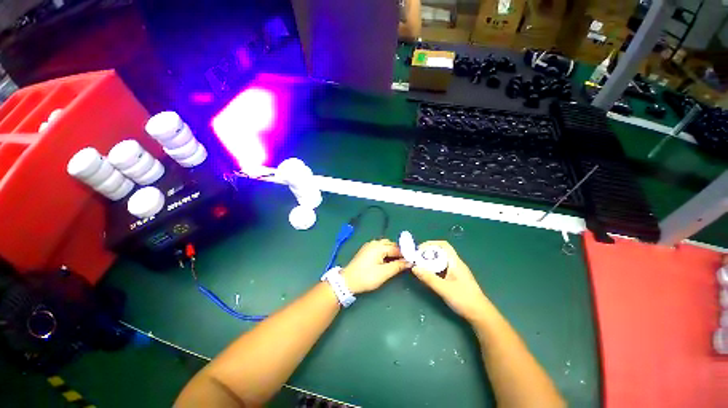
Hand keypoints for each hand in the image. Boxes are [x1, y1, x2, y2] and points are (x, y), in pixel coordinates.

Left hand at [341, 239, 409, 293]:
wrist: (348, 280)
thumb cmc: (367, 277)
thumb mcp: (384, 273)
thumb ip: (398, 266)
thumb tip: (409, 262)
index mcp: (379, 246)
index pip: (396, 248)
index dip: (405, 254)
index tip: (412, 261)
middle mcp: (374, 243)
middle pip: (390, 244)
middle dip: (398, 252)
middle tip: (404, 262)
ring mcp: (369, 245)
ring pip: (385, 245)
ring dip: (391, 251)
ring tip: (397, 262)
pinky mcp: (366, 250)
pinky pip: (379, 247)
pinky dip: (385, 252)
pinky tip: (386, 260)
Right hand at [411, 241, 489, 321]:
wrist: (480, 314)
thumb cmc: (464, 299)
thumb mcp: (443, 289)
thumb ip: (428, 278)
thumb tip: (414, 268)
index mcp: (455, 262)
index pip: (444, 245)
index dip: (431, 244)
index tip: (419, 249)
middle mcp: (456, 263)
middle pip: (441, 252)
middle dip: (427, 253)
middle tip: (416, 259)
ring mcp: (456, 271)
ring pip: (441, 260)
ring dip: (430, 261)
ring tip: (419, 265)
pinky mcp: (455, 278)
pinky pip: (442, 268)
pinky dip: (433, 268)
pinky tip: (428, 274)